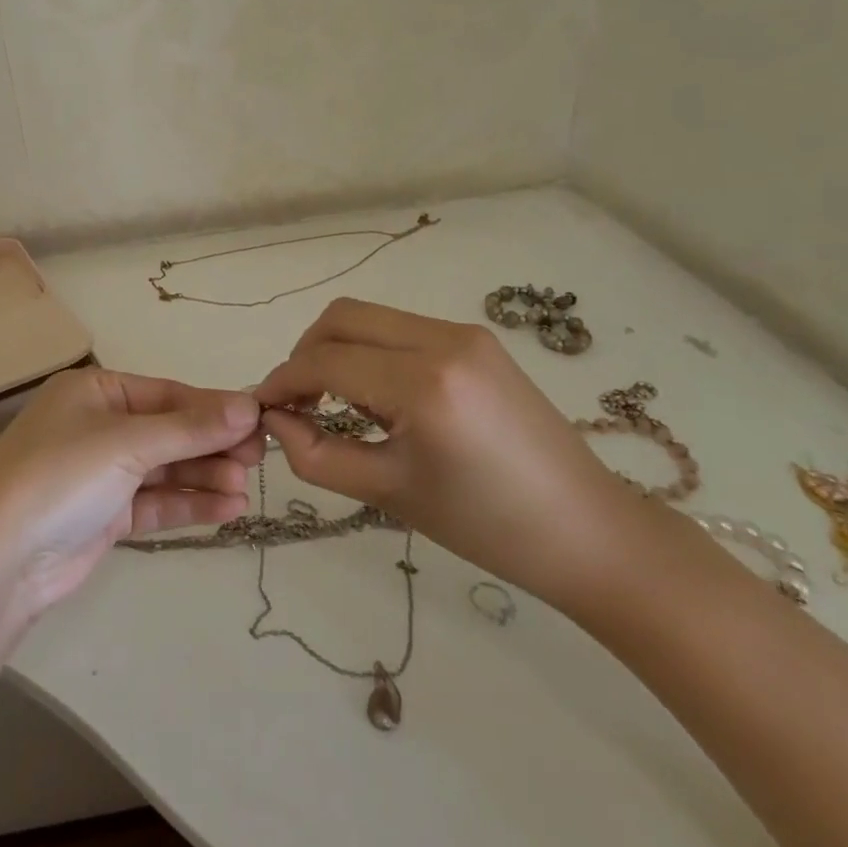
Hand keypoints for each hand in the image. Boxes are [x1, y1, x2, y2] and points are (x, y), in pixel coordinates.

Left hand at [0, 367, 262, 616]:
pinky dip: (189, 503)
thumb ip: (190, 427)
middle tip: (259, 457)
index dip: (213, 407)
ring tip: (246, 488)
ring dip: (205, 476)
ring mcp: (101, 473)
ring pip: (166, 468)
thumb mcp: (127, 443)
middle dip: (212, 444)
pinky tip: (229, 508)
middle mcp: (98, 426)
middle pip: (169, 430)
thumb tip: (249, 406)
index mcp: (95, 391)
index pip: (167, 393)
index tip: (258, 420)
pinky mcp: (105, 515)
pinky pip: (156, 501)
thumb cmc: (60, 476)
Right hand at [255, 298, 639, 603]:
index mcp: (424, 383)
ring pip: (371, 317)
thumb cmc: (485, 525)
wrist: (585, 529)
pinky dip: (371, 350)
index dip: (283, 381)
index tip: (262, 409)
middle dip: (305, 353)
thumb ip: (316, 454)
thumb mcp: (388, 492)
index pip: (326, 361)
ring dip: (337, 348)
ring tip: (335, 401)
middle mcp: (442, 339)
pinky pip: (402, 328)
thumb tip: (274, 420)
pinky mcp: (476, 339)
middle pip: (342, 317)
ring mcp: (464, 333)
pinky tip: (377, 394)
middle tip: (297, 402)